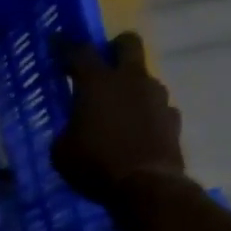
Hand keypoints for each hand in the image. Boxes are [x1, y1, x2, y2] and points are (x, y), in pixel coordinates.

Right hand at [51, 32, 191, 207]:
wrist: (145, 188)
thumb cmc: (94, 164)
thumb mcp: (61, 150)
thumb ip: (67, 129)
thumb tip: (75, 127)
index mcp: (96, 83)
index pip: (79, 51)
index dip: (65, 45)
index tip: (57, 42)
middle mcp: (130, 80)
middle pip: (128, 43)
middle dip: (114, 46)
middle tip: (102, 62)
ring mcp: (157, 97)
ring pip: (145, 77)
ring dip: (131, 86)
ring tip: (118, 108)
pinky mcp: (173, 118)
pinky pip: (157, 106)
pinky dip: (145, 113)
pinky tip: (136, 131)